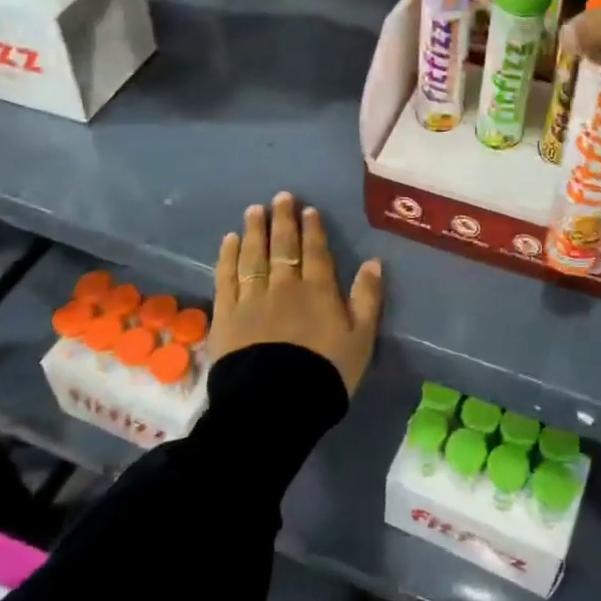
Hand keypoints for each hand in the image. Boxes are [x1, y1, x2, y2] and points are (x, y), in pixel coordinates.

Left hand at [211, 191, 383, 393]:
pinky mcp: (227, 314)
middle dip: (282, 220)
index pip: (315, 251)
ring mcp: (252, 298)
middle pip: (283, 246)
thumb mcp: (361, 338)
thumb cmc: (325, 373)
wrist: (276, 403)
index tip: (307, 210)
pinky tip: (229, 241)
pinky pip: (226, 277)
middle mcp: (284, 285)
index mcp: (318, 290)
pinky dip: (228, 256)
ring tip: (254, 210)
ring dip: (255, 231)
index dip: (312, 229)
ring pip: (253, 255)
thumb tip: (374, 262)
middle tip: (280, 197)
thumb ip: (367, 298)